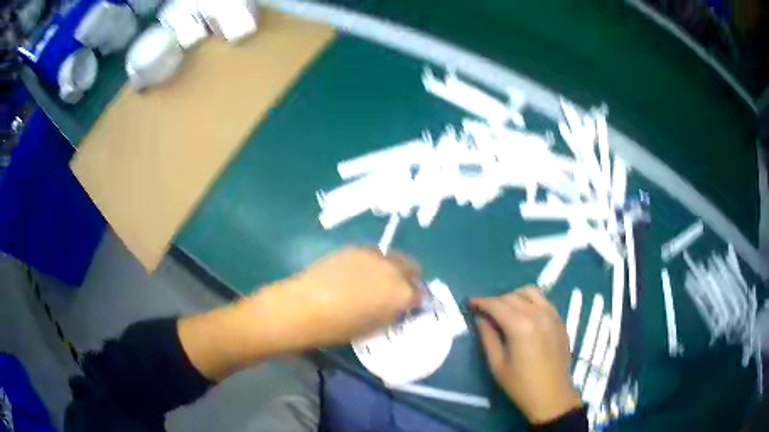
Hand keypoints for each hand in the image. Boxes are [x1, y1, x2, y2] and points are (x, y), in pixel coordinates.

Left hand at [260, 247, 421, 349]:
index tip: (407, 306)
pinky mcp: (354, 248)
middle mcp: (394, 270)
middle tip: (395, 290)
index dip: (415, 300)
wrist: (305, 307)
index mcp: (402, 295)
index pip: (421, 294)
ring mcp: (374, 256)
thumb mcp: (374, 328)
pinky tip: (355, 274)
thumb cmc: (339, 328)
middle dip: (409, 278)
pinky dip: (371, 263)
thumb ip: (391, 314)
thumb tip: (396, 307)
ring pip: (392, 257)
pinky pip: (372, 253)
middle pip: (413, 267)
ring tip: (373, 280)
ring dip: (390, 268)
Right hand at [471, 287, 580, 424]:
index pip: (496, 304)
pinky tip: (524, 315)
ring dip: (514, 296)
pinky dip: (530, 301)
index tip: (469, 303)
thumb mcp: (497, 364)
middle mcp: (537, 314)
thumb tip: (480, 318)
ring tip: (505, 310)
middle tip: (484, 311)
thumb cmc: (520, 385)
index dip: (481, 301)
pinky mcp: (560, 320)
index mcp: (520, 326)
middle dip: (495, 300)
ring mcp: (552, 315)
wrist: (552, 395)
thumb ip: (488, 337)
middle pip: (512, 296)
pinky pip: (543, 300)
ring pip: (530, 292)